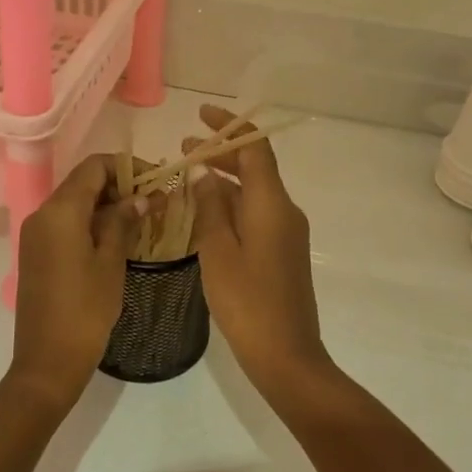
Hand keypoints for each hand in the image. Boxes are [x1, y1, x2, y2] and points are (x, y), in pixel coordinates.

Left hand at [11, 154, 142, 406]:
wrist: (47, 361)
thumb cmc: (85, 309)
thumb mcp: (111, 262)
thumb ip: (123, 221)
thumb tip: (140, 197)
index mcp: (60, 210)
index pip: (94, 166)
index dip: (126, 167)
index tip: (155, 181)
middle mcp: (42, 214)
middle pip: (83, 182)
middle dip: (119, 186)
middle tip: (153, 202)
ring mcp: (35, 234)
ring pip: (75, 203)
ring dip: (106, 204)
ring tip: (140, 220)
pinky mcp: (36, 253)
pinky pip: (65, 223)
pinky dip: (91, 222)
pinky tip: (117, 239)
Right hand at [188, 105, 334, 399]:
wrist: (287, 355)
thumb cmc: (247, 302)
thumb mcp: (218, 251)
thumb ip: (210, 206)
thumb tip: (204, 171)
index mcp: (271, 204)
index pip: (255, 147)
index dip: (230, 127)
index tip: (201, 116)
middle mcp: (285, 210)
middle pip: (256, 167)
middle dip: (223, 152)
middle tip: (184, 150)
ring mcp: (287, 233)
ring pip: (255, 192)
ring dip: (225, 179)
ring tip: (188, 178)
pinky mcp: (283, 252)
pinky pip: (257, 213)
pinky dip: (232, 204)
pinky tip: (206, 214)